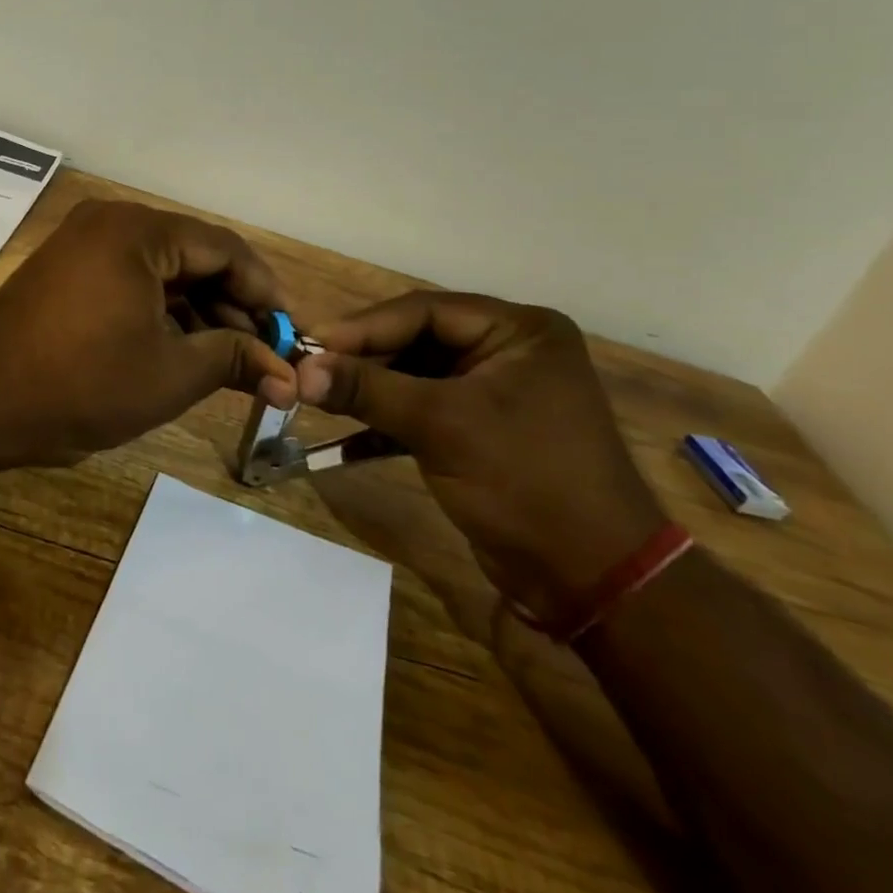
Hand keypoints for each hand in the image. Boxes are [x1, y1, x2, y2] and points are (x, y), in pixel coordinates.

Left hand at [0, 199, 297, 467]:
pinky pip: (130, 280)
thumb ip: (233, 359)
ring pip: (162, 271)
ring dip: (198, 312)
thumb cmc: (81, 383)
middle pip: (193, 256)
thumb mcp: (170, 373)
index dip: (265, 291)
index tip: (290, 333)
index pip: (224, 248)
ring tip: (229, 360)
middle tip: (264, 354)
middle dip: (232, 305)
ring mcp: (84, 245)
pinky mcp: (67, 271)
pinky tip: (183, 349)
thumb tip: (288, 374)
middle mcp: (111, 223)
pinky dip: (161, 312)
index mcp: (138, 231)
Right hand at [295, 292, 665, 628]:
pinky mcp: (481, 431)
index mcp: (519, 331)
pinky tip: (344, 439)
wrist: (593, 581)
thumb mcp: (441, 425)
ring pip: (414, 377)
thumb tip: (299, 370)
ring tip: (319, 399)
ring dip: (370, 392)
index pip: (424, 311)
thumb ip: (368, 390)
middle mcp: (509, 352)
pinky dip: (386, 423)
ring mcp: (495, 393)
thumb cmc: (525, 481)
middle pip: (416, 341)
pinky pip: (423, 411)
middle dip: (363, 360)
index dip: (363, 327)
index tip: (311, 344)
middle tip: (310, 372)